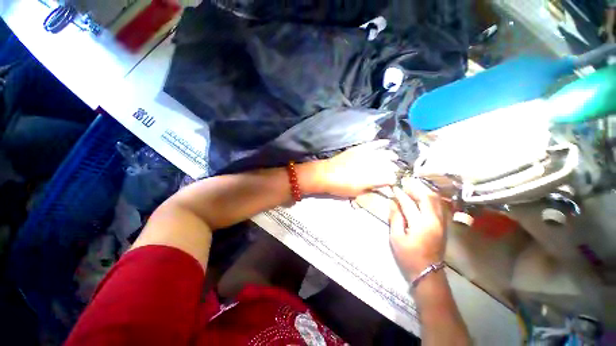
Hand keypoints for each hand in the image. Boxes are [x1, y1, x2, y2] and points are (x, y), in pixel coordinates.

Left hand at [318, 140, 398, 197]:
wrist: (326, 174)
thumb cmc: (341, 187)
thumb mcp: (358, 193)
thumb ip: (371, 189)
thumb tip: (380, 186)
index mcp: (374, 178)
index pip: (392, 178)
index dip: (394, 180)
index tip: (393, 182)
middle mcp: (374, 165)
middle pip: (391, 165)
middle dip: (394, 169)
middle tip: (392, 171)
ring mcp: (367, 155)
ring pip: (385, 153)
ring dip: (391, 156)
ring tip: (394, 158)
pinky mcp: (359, 148)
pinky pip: (373, 144)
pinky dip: (381, 143)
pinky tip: (386, 142)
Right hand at [389, 180, 445, 280]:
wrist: (428, 273)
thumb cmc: (408, 256)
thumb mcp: (396, 237)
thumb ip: (395, 218)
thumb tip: (392, 203)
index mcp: (421, 225)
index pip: (409, 203)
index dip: (401, 194)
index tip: (394, 187)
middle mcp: (435, 221)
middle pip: (427, 198)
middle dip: (414, 188)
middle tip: (404, 184)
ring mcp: (442, 223)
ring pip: (436, 201)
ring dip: (424, 192)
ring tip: (413, 188)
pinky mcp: (444, 226)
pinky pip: (440, 207)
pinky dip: (431, 199)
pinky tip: (423, 198)